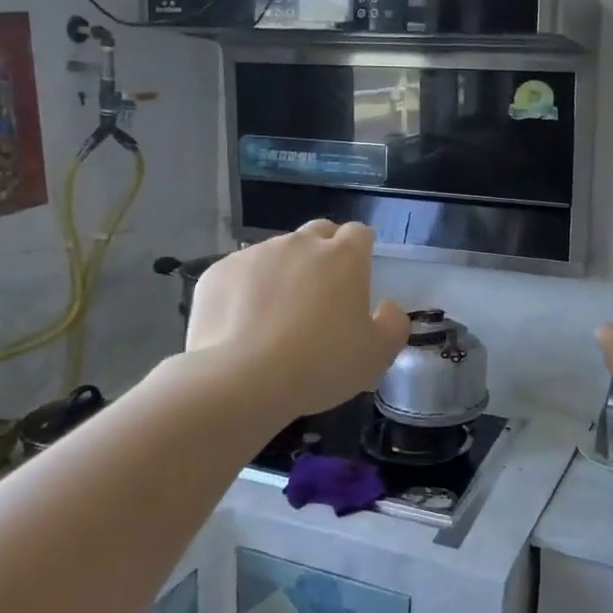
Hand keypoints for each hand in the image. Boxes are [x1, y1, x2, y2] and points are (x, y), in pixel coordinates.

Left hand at [186, 221, 409, 421]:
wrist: (242, 380)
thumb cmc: (321, 364)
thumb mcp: (377, 355)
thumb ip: (393, 325)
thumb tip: (388, 308)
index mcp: (343, 257)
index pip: (359, 233)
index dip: (360, 251)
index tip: (357, 278)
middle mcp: (300, 243)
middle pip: (318, 233)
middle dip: (322, 253)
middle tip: (320, 293)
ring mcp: (255, 254)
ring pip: (276, 253)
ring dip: (283, 272)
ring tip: (276, 316)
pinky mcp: (218, 271)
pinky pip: (239, 273)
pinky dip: (245, 290)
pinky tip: (242, 325)